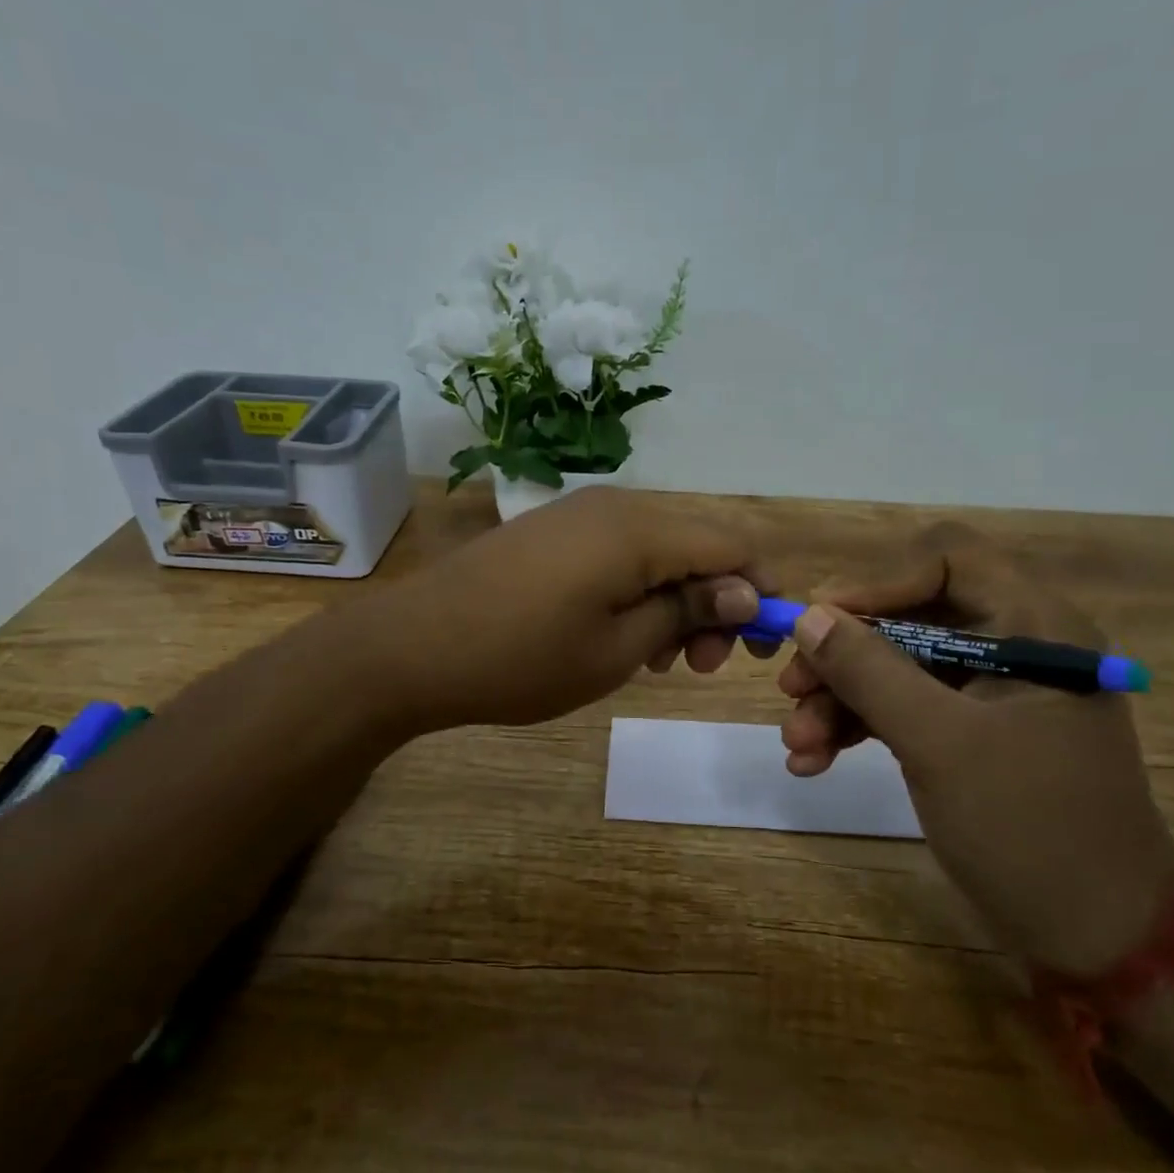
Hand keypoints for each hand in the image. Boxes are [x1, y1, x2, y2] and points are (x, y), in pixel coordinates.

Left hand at [369, 487, 772, 731]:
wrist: (413, 647)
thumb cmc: (522, 658)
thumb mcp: (618, 649)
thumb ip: (686, 611)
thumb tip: (745, 591)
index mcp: (640, 530)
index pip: (733, 543)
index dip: (760, 591)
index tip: (758, 648)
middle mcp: (617, 505)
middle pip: (698, 543)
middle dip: (716, 602)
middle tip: (698, 666)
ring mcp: (580, 513)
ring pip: (660, 549)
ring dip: (677, 600)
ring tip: (659, 660)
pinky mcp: (554, 530)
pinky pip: (620, 551)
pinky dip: (639, 590)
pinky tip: (621, 634)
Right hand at [777, 522, 1173, 974]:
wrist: (1095, 937)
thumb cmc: (1030, 829)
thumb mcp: (940, 744)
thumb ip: (871, 672)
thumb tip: (808, 616)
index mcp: (1034, 627)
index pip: (948, 560)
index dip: (877, 582)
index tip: (817, 622)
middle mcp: (1013, 647)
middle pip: (909, 617)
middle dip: (843, 655)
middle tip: (789, 689)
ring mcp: (989, 695)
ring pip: (896, 668)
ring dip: (839, 699)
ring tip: (796, 744)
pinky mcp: (969, 735)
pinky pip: (903, 709)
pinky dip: (857, 728)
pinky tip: (813, 761)